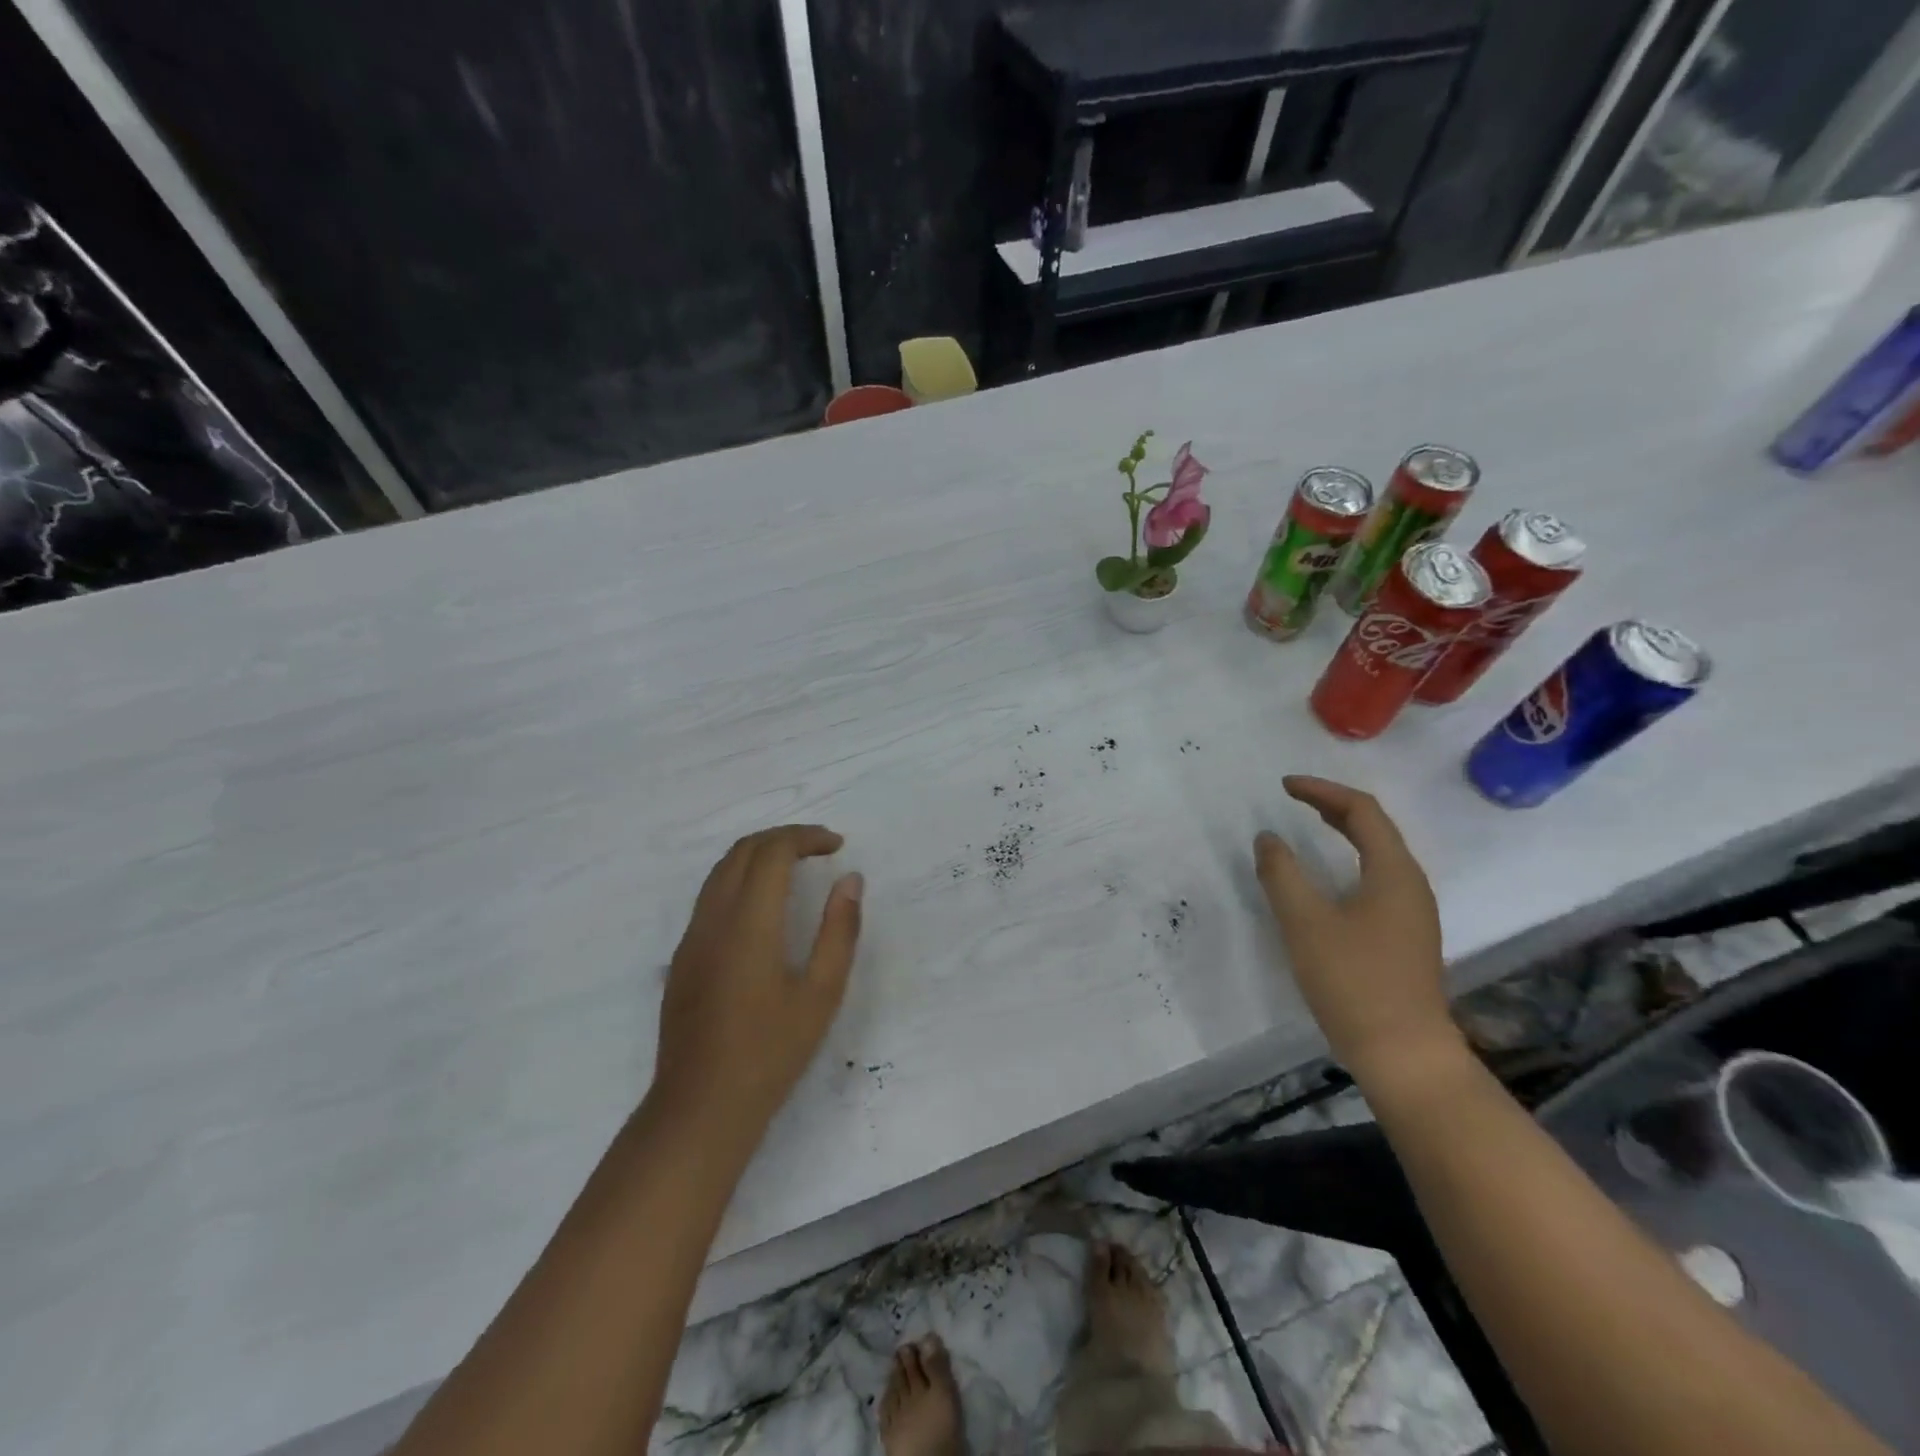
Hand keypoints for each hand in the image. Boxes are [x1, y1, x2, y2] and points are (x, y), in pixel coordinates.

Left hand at [653, 826, 863, 1141]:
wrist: (701, 1107)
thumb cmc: (771, 1052)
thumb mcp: (821, 993)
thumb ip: (839, 930)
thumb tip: (850, 880)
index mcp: (749, 922)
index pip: (773, 851)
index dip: (806, 837)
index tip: (837, 845)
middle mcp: (713, 918)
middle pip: (743, 851)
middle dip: (783, 838)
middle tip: (820, 849)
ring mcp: (691, 937)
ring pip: (721, 870)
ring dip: (759, 855)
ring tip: (796, 867)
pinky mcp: (682, 957)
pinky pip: (710, 896)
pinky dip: (740, 878)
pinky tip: (764, 906)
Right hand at [1254, 776, 1460, 1081]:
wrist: (1404, 1054)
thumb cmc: (1353, 981)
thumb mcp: (1305, 923)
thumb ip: (1281, 874)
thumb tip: (1268, 839)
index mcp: (1393, 872)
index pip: (1362, 810)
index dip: (1322, 791)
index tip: (1284, 787)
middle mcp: (1411, 884)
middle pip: (1375, 828)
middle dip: (1333, 806)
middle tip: (1293, 798)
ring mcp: (1412, 912)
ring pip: (1378, 853)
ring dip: (1343, 832)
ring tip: (1309, 825)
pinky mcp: (1405, 935)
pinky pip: (1377, 877)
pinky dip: (1349, 859)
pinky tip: (1328, 877)